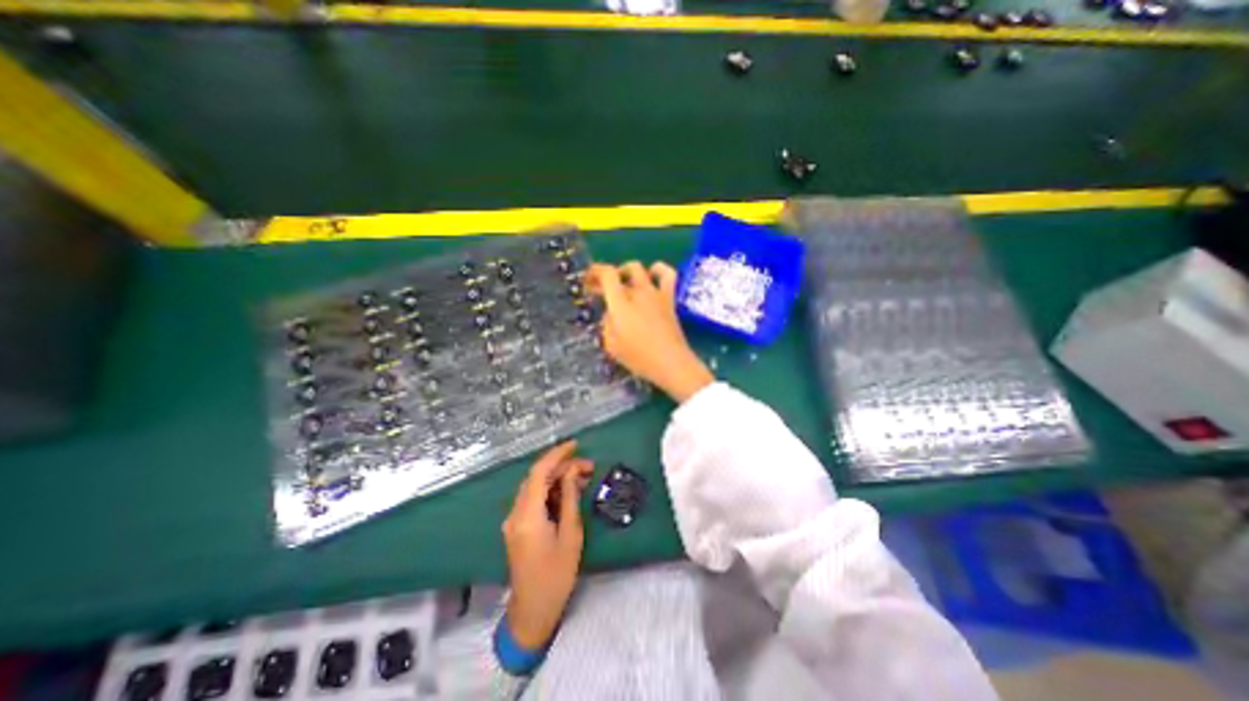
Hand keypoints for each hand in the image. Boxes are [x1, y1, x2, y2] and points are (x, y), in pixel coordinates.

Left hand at [501, 441, 589, 649]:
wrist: (532, 611)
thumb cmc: (556, 576)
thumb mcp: (570, 535)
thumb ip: (570, 499)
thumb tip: (573, 471)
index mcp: (527, 515)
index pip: (539, 472)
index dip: (556, 455)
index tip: (576, 445)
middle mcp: (515, 513)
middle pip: (537, 478)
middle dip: (562, 467)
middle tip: (588, 467)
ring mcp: (514, 520)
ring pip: (535, 487)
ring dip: (557, 478)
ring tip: (583, 477)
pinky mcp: (517, 526)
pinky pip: (534, 499)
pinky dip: (550, 491)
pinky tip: (568, 493)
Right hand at [593, 259, 716, 402]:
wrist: (671, 363)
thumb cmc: (638, 357)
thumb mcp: (611, 345)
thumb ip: (607, 325)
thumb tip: (610, 314)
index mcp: (620, 303)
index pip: (606, 275)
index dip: (594, 272)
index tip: (587, 280)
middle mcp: (637, 292)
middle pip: (620, 271)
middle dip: (607, 276)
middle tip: (601, 288)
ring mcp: (655, 294)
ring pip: (640, 269)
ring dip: (628, 271)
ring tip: (624, 280)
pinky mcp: (669, 299)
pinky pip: (667, 275)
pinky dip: (659, 269)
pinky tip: (653, 273)